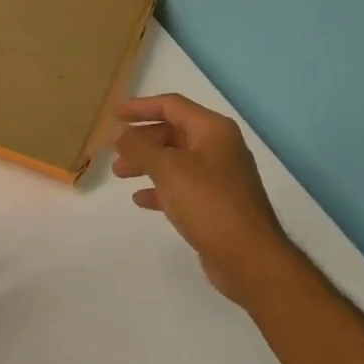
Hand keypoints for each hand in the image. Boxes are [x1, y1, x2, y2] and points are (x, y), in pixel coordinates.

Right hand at [112, 94, 304, 306]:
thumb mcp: (169, 170)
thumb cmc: (209, 204)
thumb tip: (121, 134)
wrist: (249, 257)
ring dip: (146, 163)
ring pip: (175, 160)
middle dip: (141, 140)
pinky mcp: (216, 203)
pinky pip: (182, 186)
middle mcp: (219, 147)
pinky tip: (141, 199)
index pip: (171, 106)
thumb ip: (140, 148)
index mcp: (213, 130)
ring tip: (120, 175)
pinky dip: (160, 187)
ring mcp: (219, 176)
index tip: (114, 115)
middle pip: (173, 132)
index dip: (140, 107)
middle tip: (114, 152)